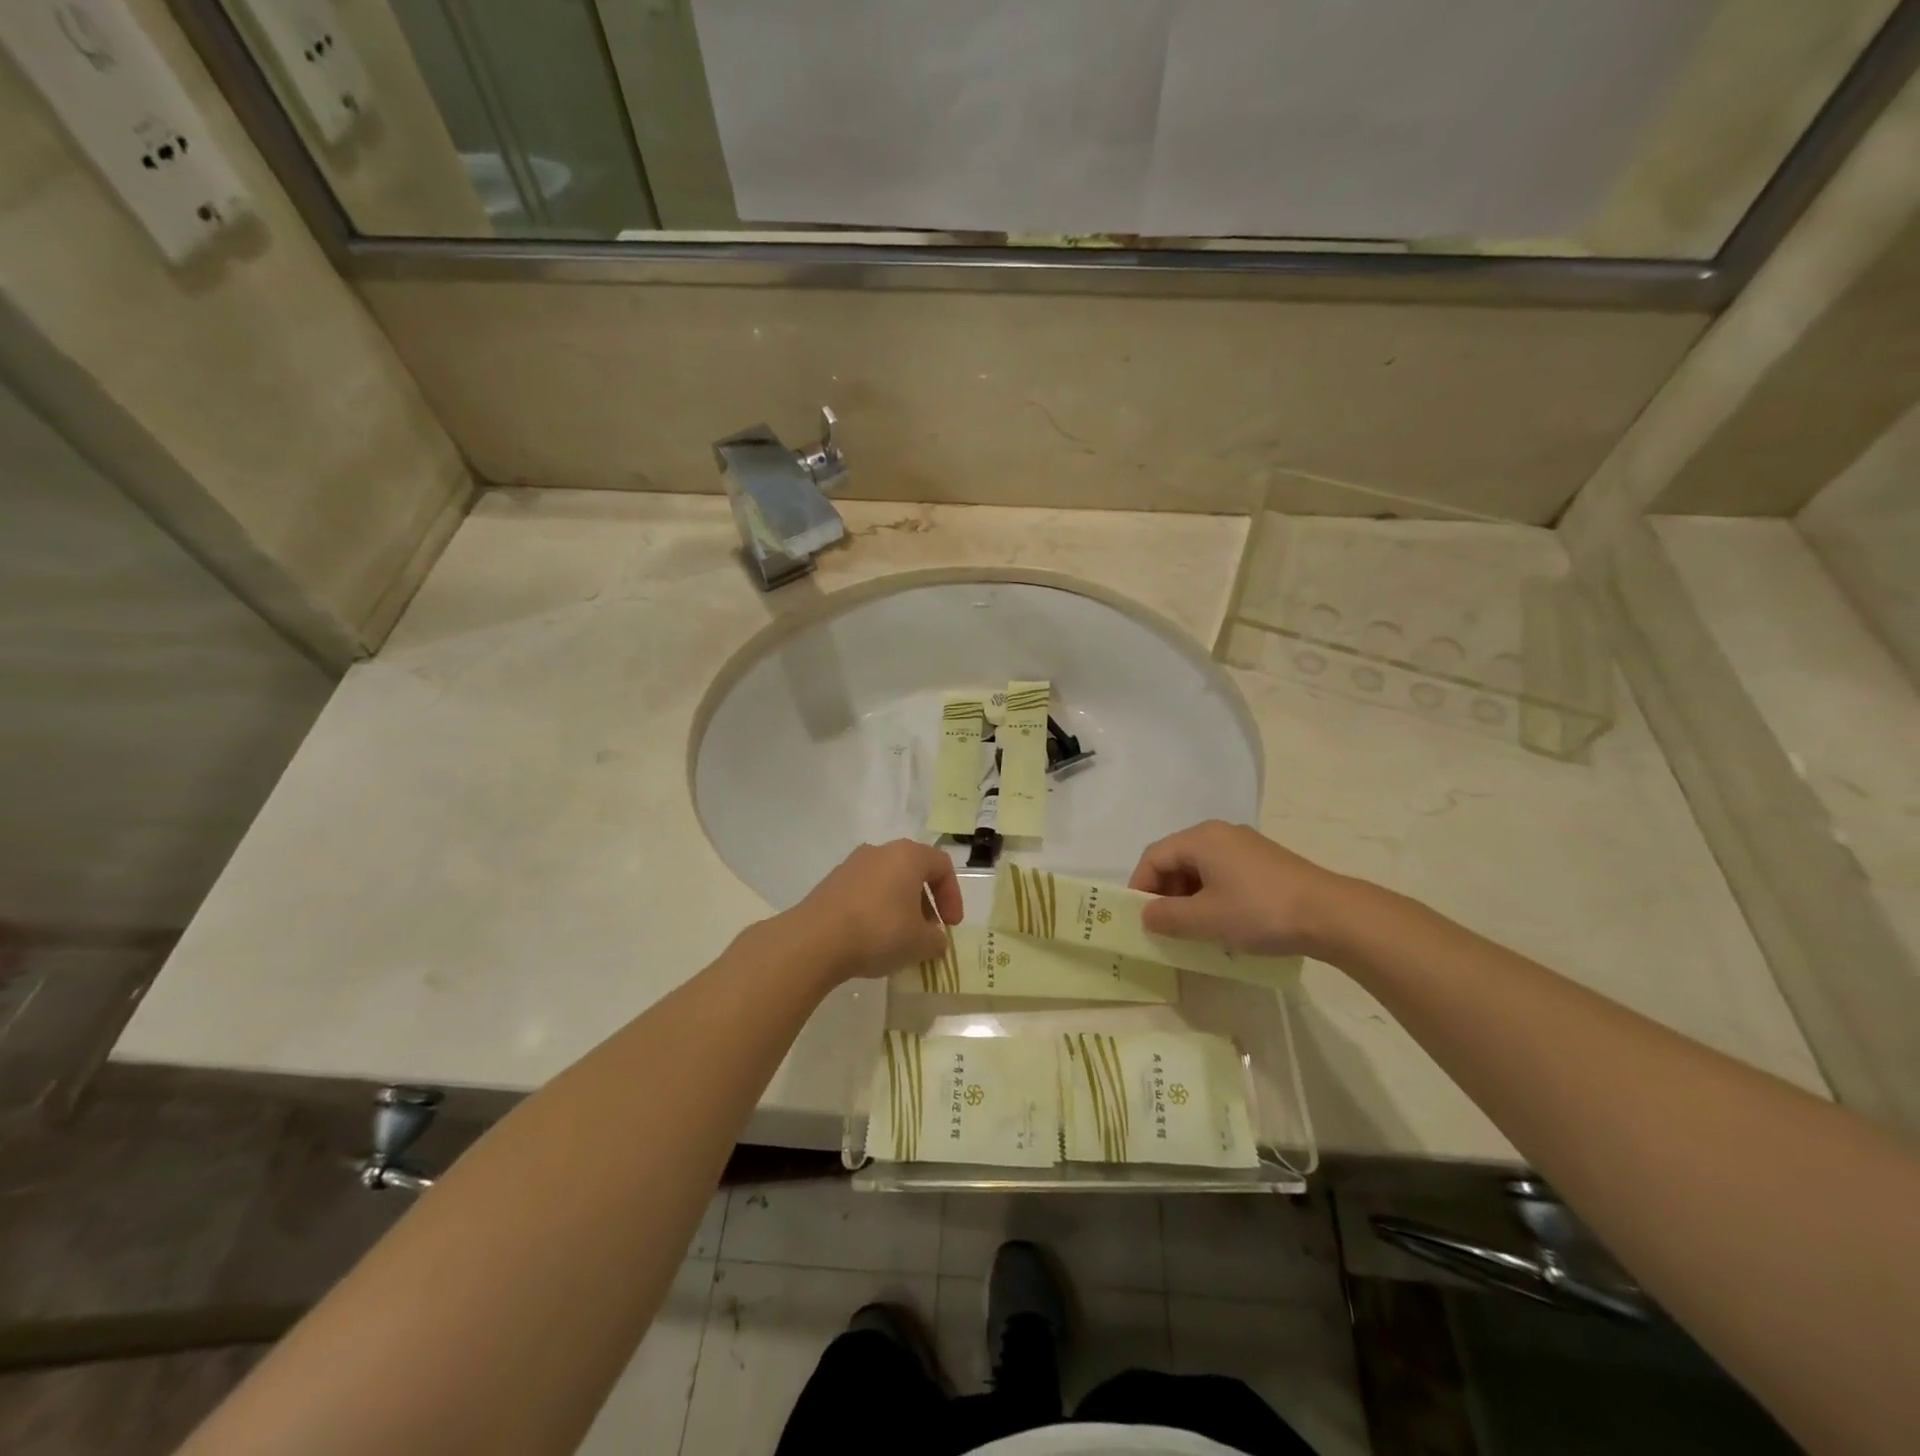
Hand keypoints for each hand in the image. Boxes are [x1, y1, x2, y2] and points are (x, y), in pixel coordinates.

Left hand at [786, 841, 963, 981]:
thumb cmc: (879, 931)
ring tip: (900, 939)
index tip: (950, 926)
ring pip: (887, 882)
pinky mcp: (831, 883)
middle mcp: (880, 851)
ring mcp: (852, 865)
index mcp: (908, 855)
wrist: (815, 940)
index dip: (953, 896)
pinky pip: (865, 892)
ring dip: (900, 907)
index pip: (942, 866)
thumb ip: (936, 940)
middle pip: (913, 871)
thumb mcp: (920, 943)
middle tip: (927, 932)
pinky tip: (872, 939)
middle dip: (926, 903)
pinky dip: (876, 910)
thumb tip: (935, 939)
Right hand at [1128, 820, 1351, 958]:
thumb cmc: (1259, 911)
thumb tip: (1147, 914)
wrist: (1331, 914)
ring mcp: (1246, 845)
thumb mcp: (1205, 919)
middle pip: (1177, 859)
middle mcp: (1220, 833)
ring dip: (1189, 896)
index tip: (1139, 918)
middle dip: (1165, 892)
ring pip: (1201, 868)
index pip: (1154, 856)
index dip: (1140, 886)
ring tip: (1193, 928)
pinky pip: (1224, 873)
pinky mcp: (1265, 862)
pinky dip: (1212, 894)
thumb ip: (1167, 916)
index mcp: (1201, 838)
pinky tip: (1223, 922)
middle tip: (1165, 926)